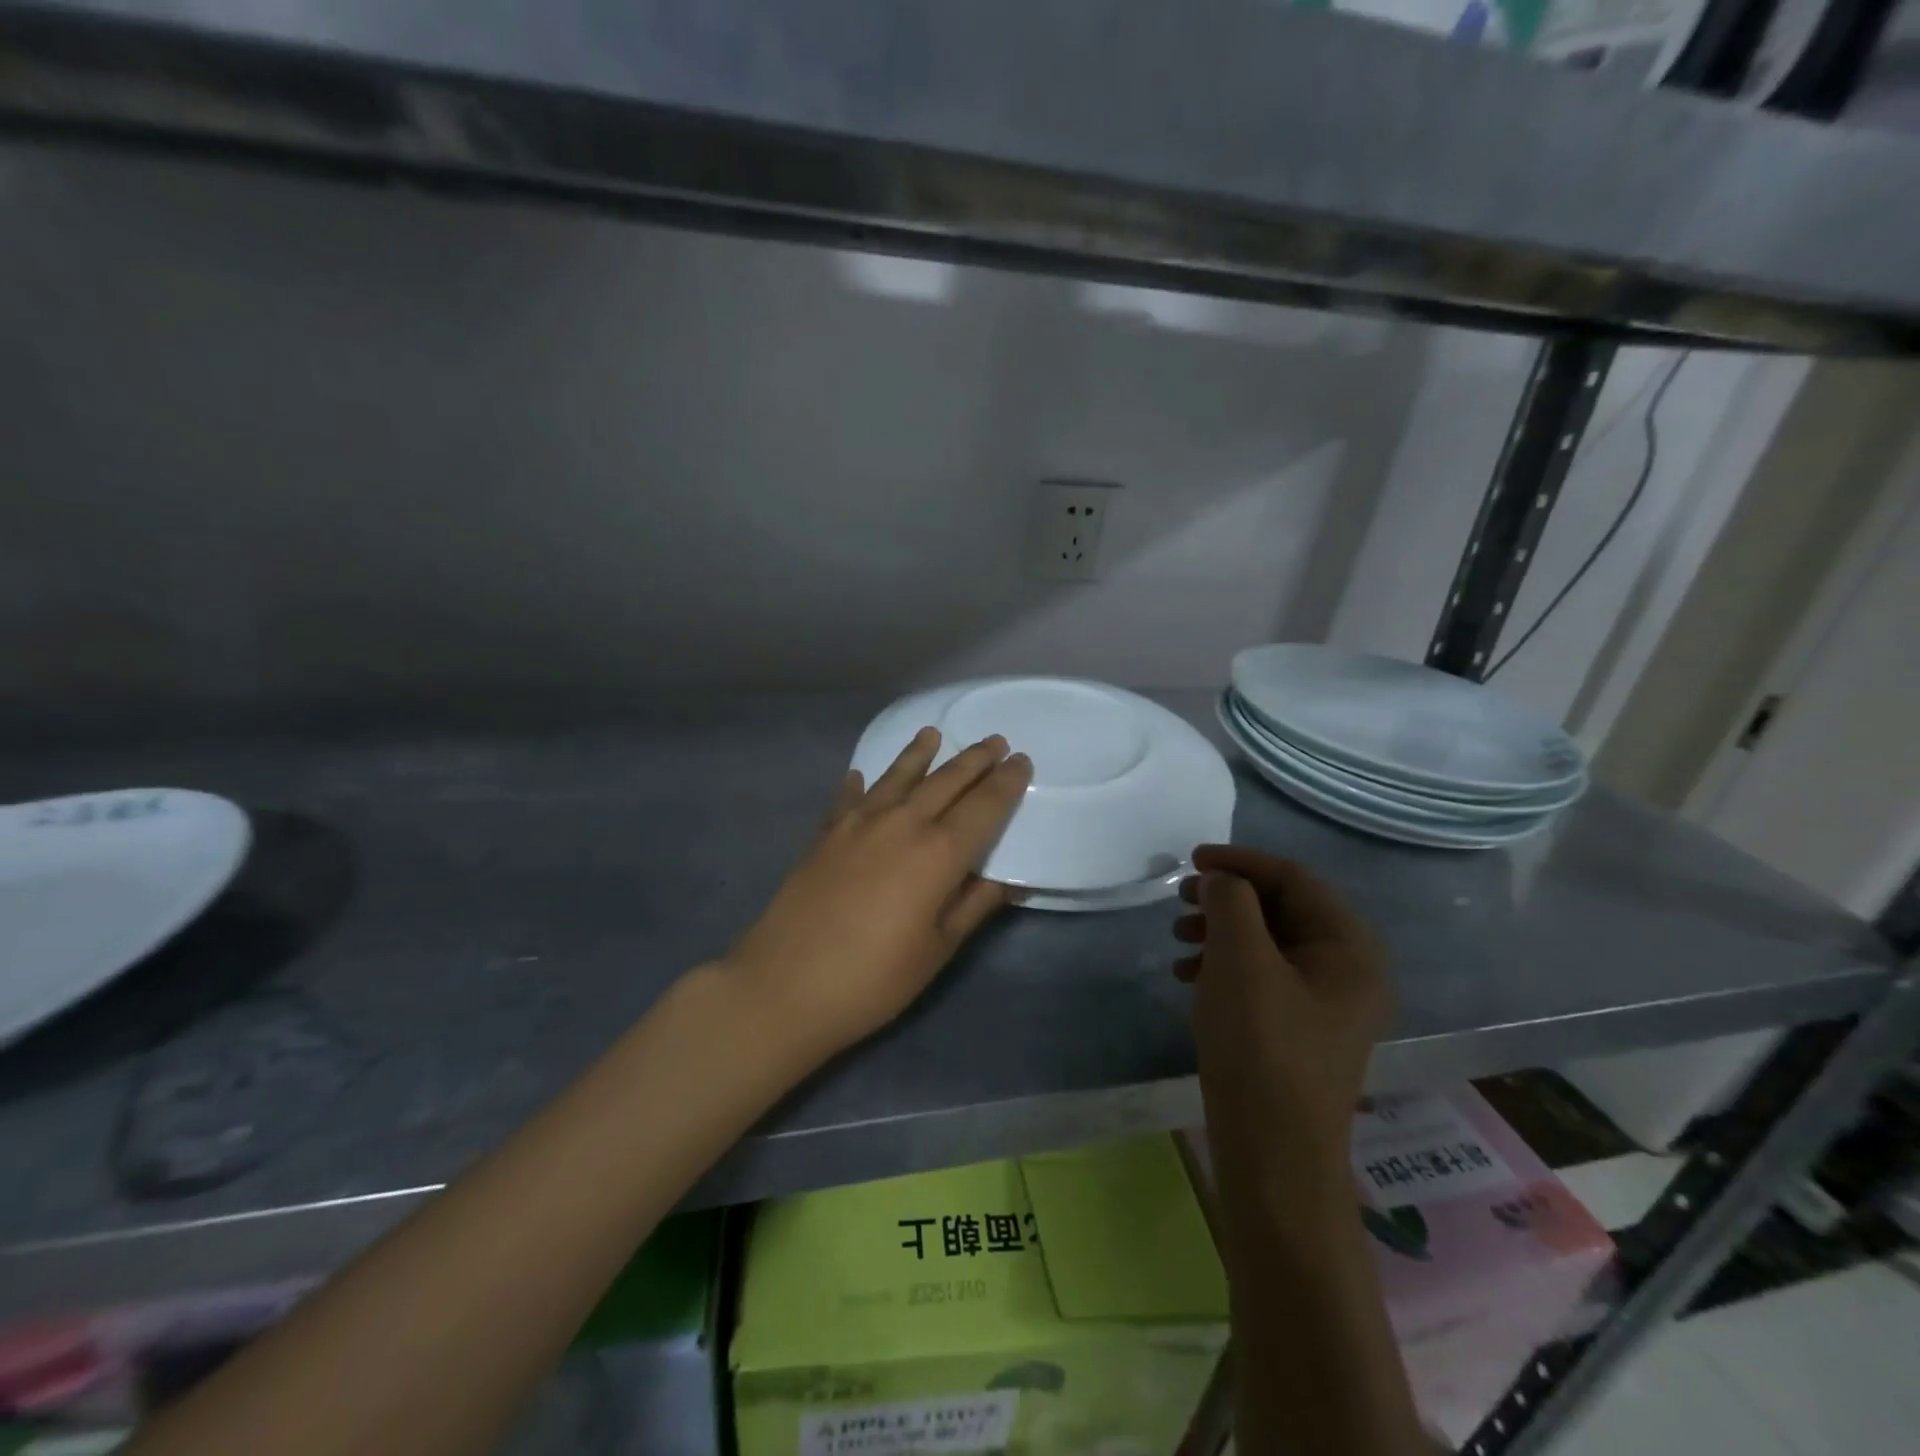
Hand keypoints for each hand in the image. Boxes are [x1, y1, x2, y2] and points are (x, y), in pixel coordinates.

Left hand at [726, 728, 1031, 1062]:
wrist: (785, 985)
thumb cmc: (875, 978)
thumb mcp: (939, 949)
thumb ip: (976, 905)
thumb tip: (1012, 879)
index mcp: (939, 852)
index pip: (984, 805)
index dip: (1006, 782)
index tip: (1023, 761)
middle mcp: (902, 823)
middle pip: (946, 780)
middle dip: (975, 759)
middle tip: (996, 741)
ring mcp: (858, 823)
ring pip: (898, 776)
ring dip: (920, 753)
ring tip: (933, 734)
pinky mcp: (826, 834)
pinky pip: (849, 797)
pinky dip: (859, 783)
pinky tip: (860, 774)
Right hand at [1174, 845, 1390, 1173]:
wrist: (1272, 1154)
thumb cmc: (1262, 1047)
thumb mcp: (1241, 961)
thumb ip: (1231, 902)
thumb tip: (1222, 880)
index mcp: (1351, 949)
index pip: (1294, 879)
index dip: (1241, 862)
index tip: (1192, 860)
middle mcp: (1347, 971)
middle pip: (1281, 909)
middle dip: (1227, 898)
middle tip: (1181, 899)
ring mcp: (1324, 1004)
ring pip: (1267, 942)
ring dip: (1220, 930)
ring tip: (1178, 938)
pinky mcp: (1298, 1029)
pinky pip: (1261, 976)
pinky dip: (1223, 964)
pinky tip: (1188, 974)